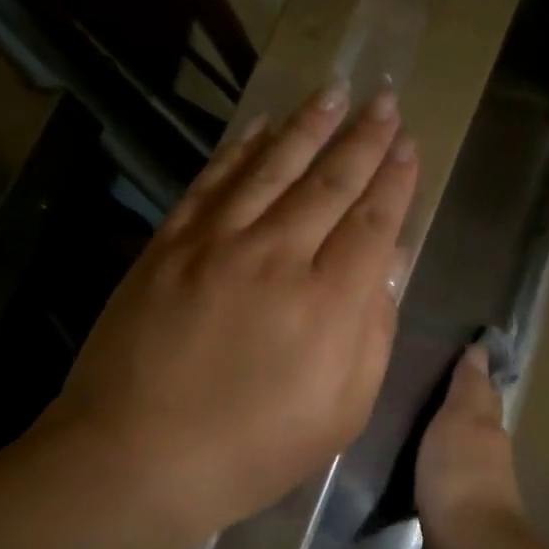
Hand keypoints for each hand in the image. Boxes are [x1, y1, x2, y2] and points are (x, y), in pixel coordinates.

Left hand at [43, 83, 417, 546]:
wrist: (138, 457)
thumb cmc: (252, 450)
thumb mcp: (340, 413)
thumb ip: (371, 335)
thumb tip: (384, 271)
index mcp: (329, 303)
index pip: (372, 223)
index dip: (395, 181)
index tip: (409, 146)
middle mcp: (278, 256)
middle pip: (329, 182)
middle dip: (363, 138)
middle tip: (385, 101)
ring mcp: (217, 244)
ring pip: (273, 167)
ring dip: (308, 126)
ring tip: (334, 91)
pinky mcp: (169, 245)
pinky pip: (213, 182)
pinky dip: (241, 150)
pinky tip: (262, 126)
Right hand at [416, 344, 524, 530]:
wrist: (464, 546)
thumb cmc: (461, 473)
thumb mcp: (461, 418)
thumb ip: (468, 386)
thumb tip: (483, 348)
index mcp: (488, 429)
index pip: (482, 394)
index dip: (471, 376)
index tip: (451, 357)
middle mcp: (485, 457)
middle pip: (469, 426)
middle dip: (452, 410)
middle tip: (417, 389)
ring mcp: (469, 490)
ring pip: (453, 455)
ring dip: (438, 443)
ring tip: (404, 427)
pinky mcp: (450, 518)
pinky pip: (437, 484)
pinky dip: (427, 474)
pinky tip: (406, 472)